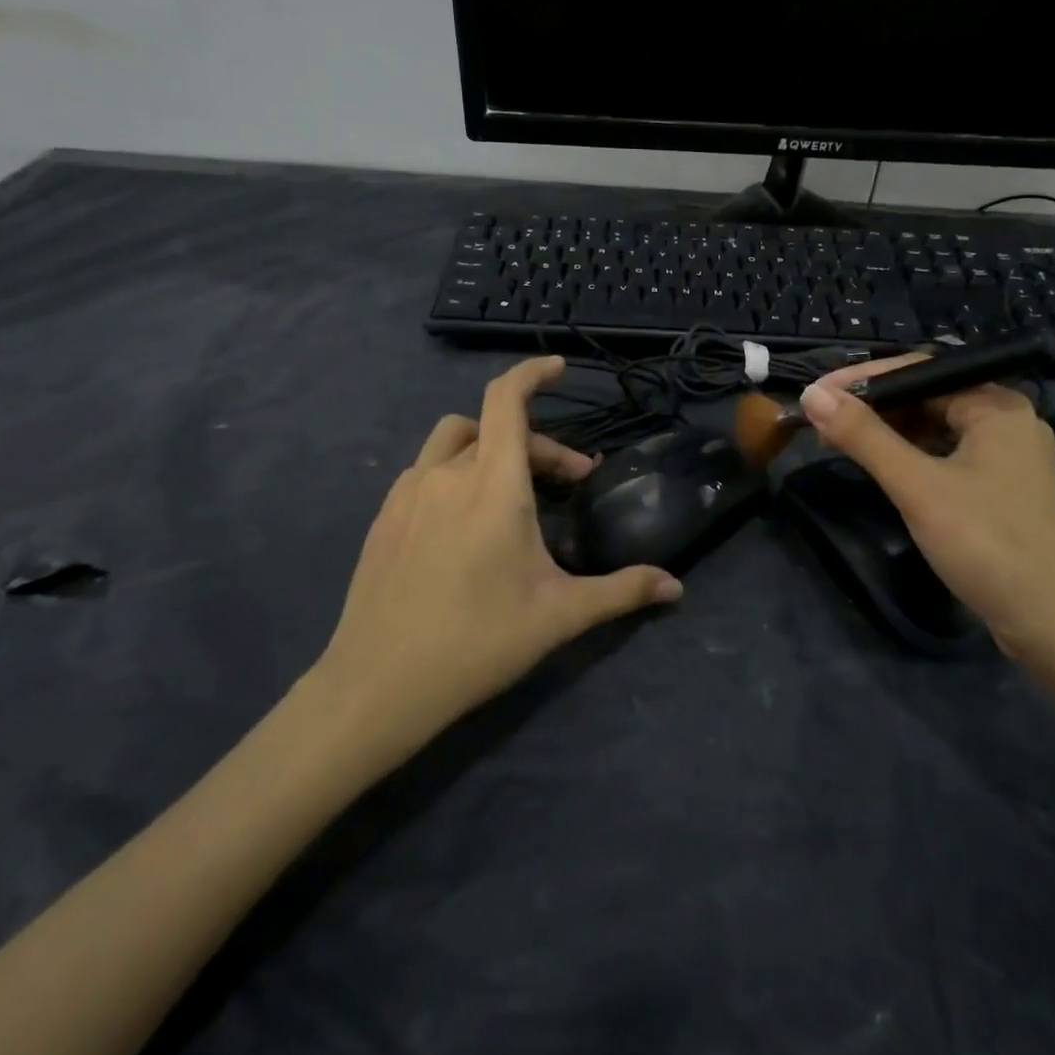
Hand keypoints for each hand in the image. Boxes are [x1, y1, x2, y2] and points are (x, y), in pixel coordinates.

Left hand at [312, 357, 681, 774]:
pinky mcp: (384, 517)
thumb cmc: (478, 641)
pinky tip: (465, 522)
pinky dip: (456, 473)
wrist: (378, 685)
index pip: (507, 399)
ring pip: (453, 442)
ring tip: (512, 491)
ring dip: (489, 449)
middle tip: (570, 482)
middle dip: (538, 443)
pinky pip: (425, 472)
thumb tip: (676, 587)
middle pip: (494, 426)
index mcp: (493, 485)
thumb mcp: (559, 615)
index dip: (532, 373)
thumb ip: (622, 592)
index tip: (558, 369)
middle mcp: (447, 474)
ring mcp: (407, 493)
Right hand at [800, 359, 1054, 663]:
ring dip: (888, 432)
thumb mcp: (917, 487)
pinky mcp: (1003, 488)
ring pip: (936, 427)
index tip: (816, 394)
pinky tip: (883, 467)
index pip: (919, 370)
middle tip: (822, 423)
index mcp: (997, 405)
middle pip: (927, 397)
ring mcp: (1008, 456)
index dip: (861, 379)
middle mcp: (1007, 420)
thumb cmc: (985, 544)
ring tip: (841, 442)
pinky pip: (947, 454)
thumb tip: (813, 394)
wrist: (1051, 623)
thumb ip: (865, 437)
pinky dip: (911, 456)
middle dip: (873, 407)